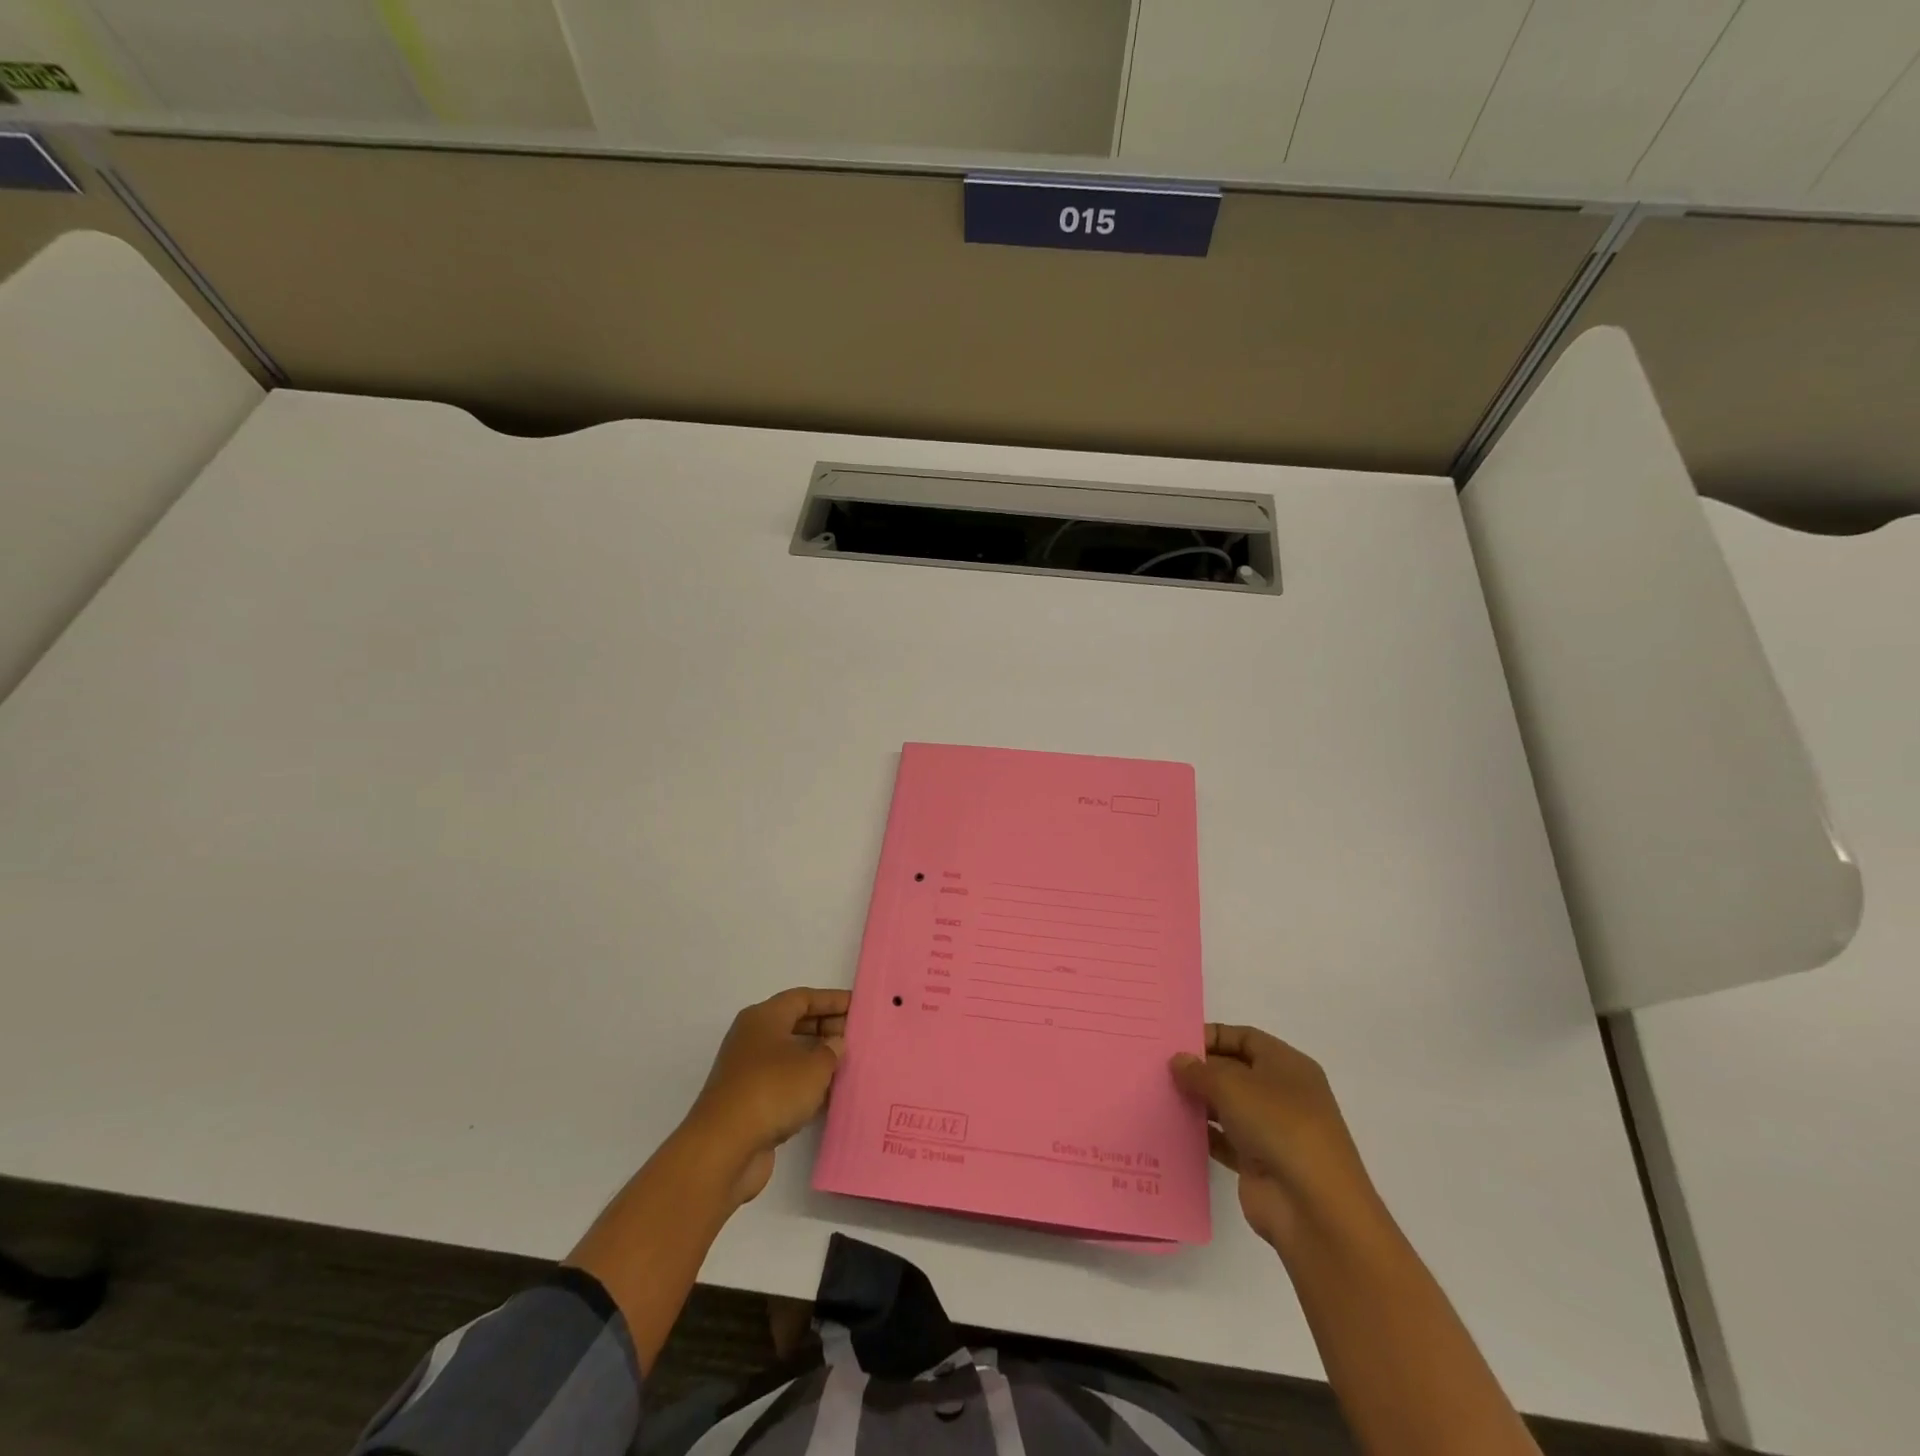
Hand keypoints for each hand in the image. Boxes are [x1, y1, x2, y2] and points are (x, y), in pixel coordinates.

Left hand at [681, 987, 847, 1206]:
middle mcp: (753, 1038)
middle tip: (857, 1038)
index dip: (832, 1000)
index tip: (859, 1006)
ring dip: (818, 1060)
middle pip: (796, 1024)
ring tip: (850, 1066)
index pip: (803, 998)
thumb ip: (831, 1050)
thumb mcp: (814, 1066)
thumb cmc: (771, 1091)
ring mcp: (748, 1072)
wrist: (723, 1149)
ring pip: (790, 1056)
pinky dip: (806, 1086)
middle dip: (827, 1029)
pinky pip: (784, 1084)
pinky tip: (829, 1097)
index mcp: (763, 1018)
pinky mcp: (749, 1102)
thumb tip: (835, 1043)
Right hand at [1171, 1024, 1378, 1248]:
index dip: (1212, 1036)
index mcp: (1287, 1065)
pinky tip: (1173, 1128)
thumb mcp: (1233, 1085)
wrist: (1313, 1207)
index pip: (1245, 1038)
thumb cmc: (1279, 1126)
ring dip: (1197, 1101)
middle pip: (1234, 1071)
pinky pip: (1224, 1140)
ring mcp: (1271, 1130)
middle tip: (1159, 1068)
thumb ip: (1200, 1070)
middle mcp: (1282, 1094)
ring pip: (1227, 1106)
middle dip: (1200, 1069)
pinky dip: (1202, 1134)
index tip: (1176, 1043)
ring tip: (1159, 1095)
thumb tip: (1179, 1061)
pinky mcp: (1258, 1163)